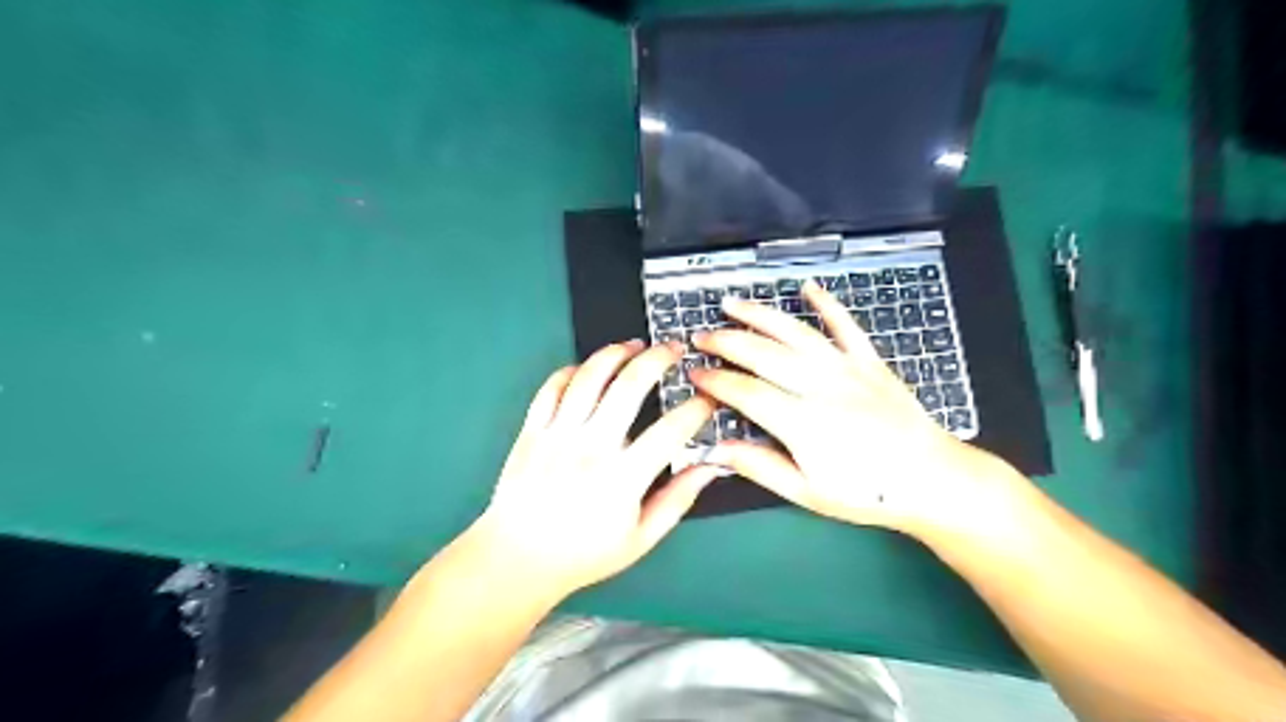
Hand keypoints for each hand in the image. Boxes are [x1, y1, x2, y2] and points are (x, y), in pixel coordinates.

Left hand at [472, 342, 722, 601]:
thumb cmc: (584, 553)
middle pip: (629, 386)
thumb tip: (710, 467)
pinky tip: (588, 368)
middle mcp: (590, 448)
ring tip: (635, 345)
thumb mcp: (640, 538)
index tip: (708, 400)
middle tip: (675, 349)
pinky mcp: (532, 429)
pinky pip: (552, 387)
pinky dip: (572, 370)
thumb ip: (677, 500)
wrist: (516, 558)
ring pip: (589, 376)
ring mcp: (557, 434)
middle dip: (658, 359)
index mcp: (622, 478)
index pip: (671, 431)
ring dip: (616, 353)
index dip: (696, 409)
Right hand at [688, 283, 1009, 539]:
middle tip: (700, 337)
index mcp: (802, 423)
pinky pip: (846, 325)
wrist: (930, 479)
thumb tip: (715, 450)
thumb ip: (759, 467)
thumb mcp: (806, 492)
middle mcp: (820, 387)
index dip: (715, 381)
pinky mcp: (869, 361)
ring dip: (760, 315)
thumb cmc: (866, 493)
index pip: (746, 392)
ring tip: (732, 304)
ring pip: (795, 332)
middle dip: (725, 341)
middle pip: (763, 353)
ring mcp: (846, 369)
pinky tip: (808, 287)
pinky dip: (826, 303)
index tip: (695, 374)